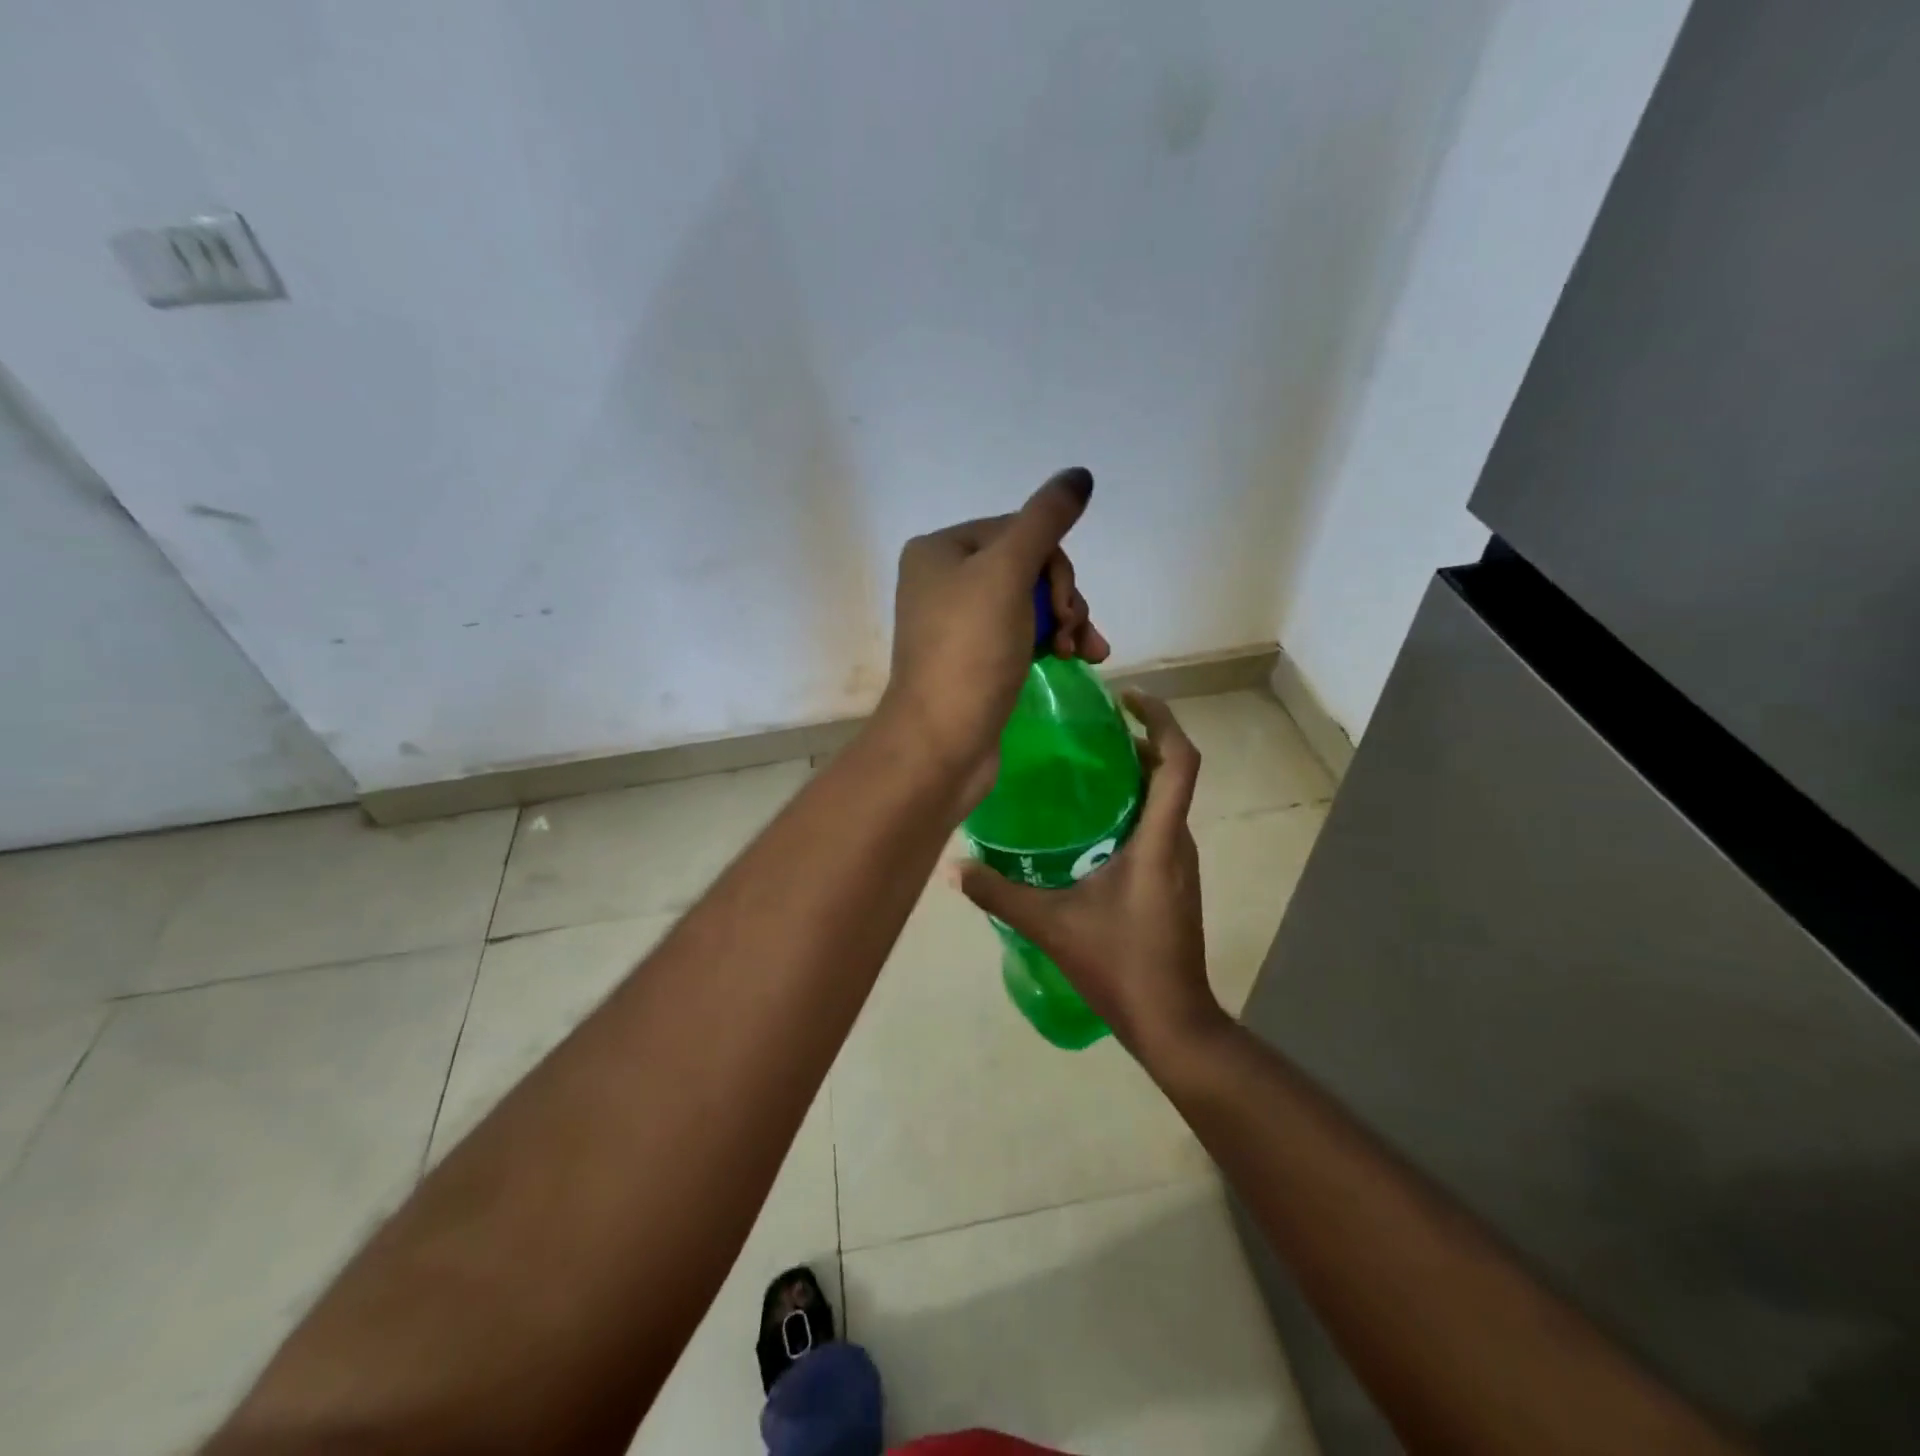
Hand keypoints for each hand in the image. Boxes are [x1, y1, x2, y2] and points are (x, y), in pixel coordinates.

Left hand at [877, 467, 1108, 800]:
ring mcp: (958, 623)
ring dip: (1066, 621)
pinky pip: (1023, 634)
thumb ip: (1045, 521)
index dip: (1054, 564)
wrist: (942, 742)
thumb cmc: (970, 652)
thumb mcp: (1008, 574)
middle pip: (1027, 566)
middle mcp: (943, 580)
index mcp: (940, 550)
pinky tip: (1078, 658)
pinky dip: (1051, 642)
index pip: (1018, 530)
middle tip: (1070, 631)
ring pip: (1031, 602)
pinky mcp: (974, 660)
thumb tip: (1079, 475)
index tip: (1064, 605)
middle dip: (1062, 597)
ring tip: (1082, 652)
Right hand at [952, 691, 1226, 1057]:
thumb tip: (954, 868)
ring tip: (1089, 764)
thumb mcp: (1052, 926)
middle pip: (1173, 773)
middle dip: (1142, 739)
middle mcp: (1178, 842)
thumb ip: (1000, 895)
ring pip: (1167, 801)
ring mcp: (1180, 864)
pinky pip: (1160, 825)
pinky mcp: (1175, 882)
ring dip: (1139, 773)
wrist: (1172, 1021)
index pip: (1179, 762)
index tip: (1131, 697)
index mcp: (1159, 840)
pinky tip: (1094, 824)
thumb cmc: (1121, 965)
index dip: (1162, 720)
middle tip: (1094, 726)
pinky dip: (1136, 806)